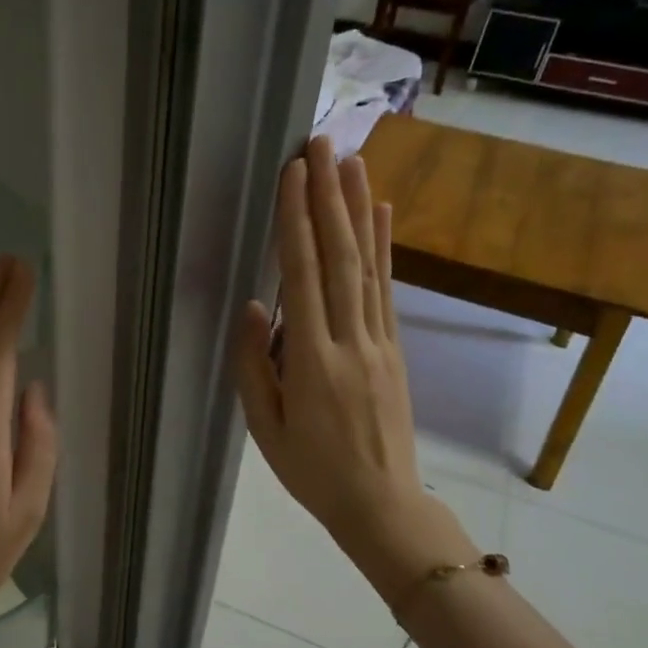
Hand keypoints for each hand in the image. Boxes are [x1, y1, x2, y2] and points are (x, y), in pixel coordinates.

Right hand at [233, 139, 476, 610]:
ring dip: (359, 209)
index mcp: (311, 362)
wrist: (382, 504)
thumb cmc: (312, 471)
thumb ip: (253, 366)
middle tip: (321, 143)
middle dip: (328, 196)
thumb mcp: (265, 429)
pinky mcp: (395, 348)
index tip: (292, 174)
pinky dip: (383, 247)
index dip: (295, 221)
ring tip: (353, 160)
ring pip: (367, 264)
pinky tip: (381, 214)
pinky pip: (386, 289)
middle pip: (339, 256)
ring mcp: (379, 341)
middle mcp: (350, 339)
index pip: (301, 276)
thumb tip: (252, 306)